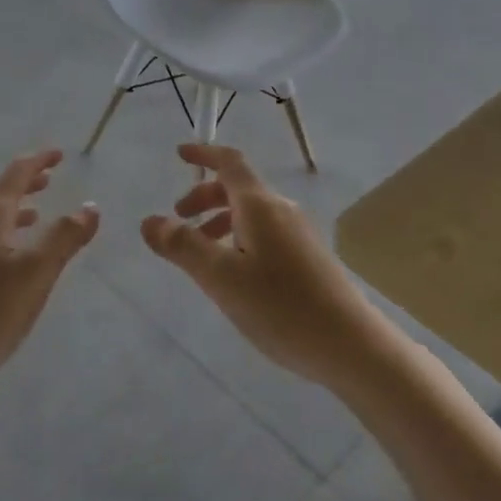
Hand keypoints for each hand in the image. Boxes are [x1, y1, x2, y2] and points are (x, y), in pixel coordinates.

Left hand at [0, 150, 99, 396]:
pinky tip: (10, 255)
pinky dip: (1, 230)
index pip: (15, 174)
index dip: (38, 161)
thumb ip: (65, 236)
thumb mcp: (38, 272)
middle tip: (50, 178)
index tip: (59, 153)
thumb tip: (90, 207)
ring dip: (13, 208)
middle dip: (25, 183)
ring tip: (36, 213)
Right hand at [141, 143, 381, 384]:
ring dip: (219, 221)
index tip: (179, 154)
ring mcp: (299, 235)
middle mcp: (282, 211)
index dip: (204, 153)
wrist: (351, 347)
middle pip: (238, 188)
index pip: (229, 163)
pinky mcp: (308, 259)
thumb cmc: (281, 307)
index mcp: (260, 206)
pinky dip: (238, 239)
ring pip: (250, 214)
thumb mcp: (221, 278)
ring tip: (200, 256)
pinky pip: (264, 234)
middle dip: (204, 196)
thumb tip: (149, 220)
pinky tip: (234, 276)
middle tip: (178, 220)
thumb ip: (182, 247)